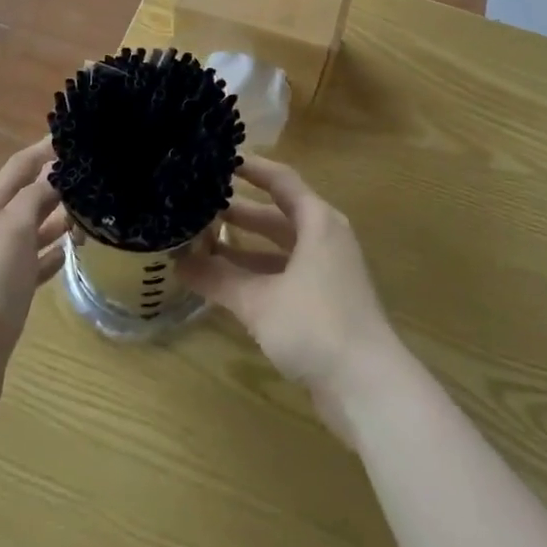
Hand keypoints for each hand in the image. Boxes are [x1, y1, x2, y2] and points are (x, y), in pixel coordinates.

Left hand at [0, 140, 67, 446]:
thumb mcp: (13, 230)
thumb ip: (35, 194)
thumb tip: (57, 166)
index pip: (21, 164)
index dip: (48, 147)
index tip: (81, 133)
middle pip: (28, 194)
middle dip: (60, 181)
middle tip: (100, 174)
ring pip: (33, 228)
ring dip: (61, 217)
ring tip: (96, 211)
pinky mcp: (3, 295)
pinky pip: (33, 262)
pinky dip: (52, 253)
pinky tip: (72, 254)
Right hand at [181, 157, 403, 440]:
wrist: (368, 388)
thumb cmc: (316, 326)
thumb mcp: (260, 301)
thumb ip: (218, 279)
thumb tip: (177, 262)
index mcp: (318, 222)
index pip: (281, 180)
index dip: (251, 167)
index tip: (219, 158)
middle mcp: (325, 240)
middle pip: (278, 215)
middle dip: (240, 211)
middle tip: (199, 204)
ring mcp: (326, 273)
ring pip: (278, 249)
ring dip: (244, 247)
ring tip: (201, 242)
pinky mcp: (323, 304)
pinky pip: (283, 275)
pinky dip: (255, 274)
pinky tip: (224, 284)